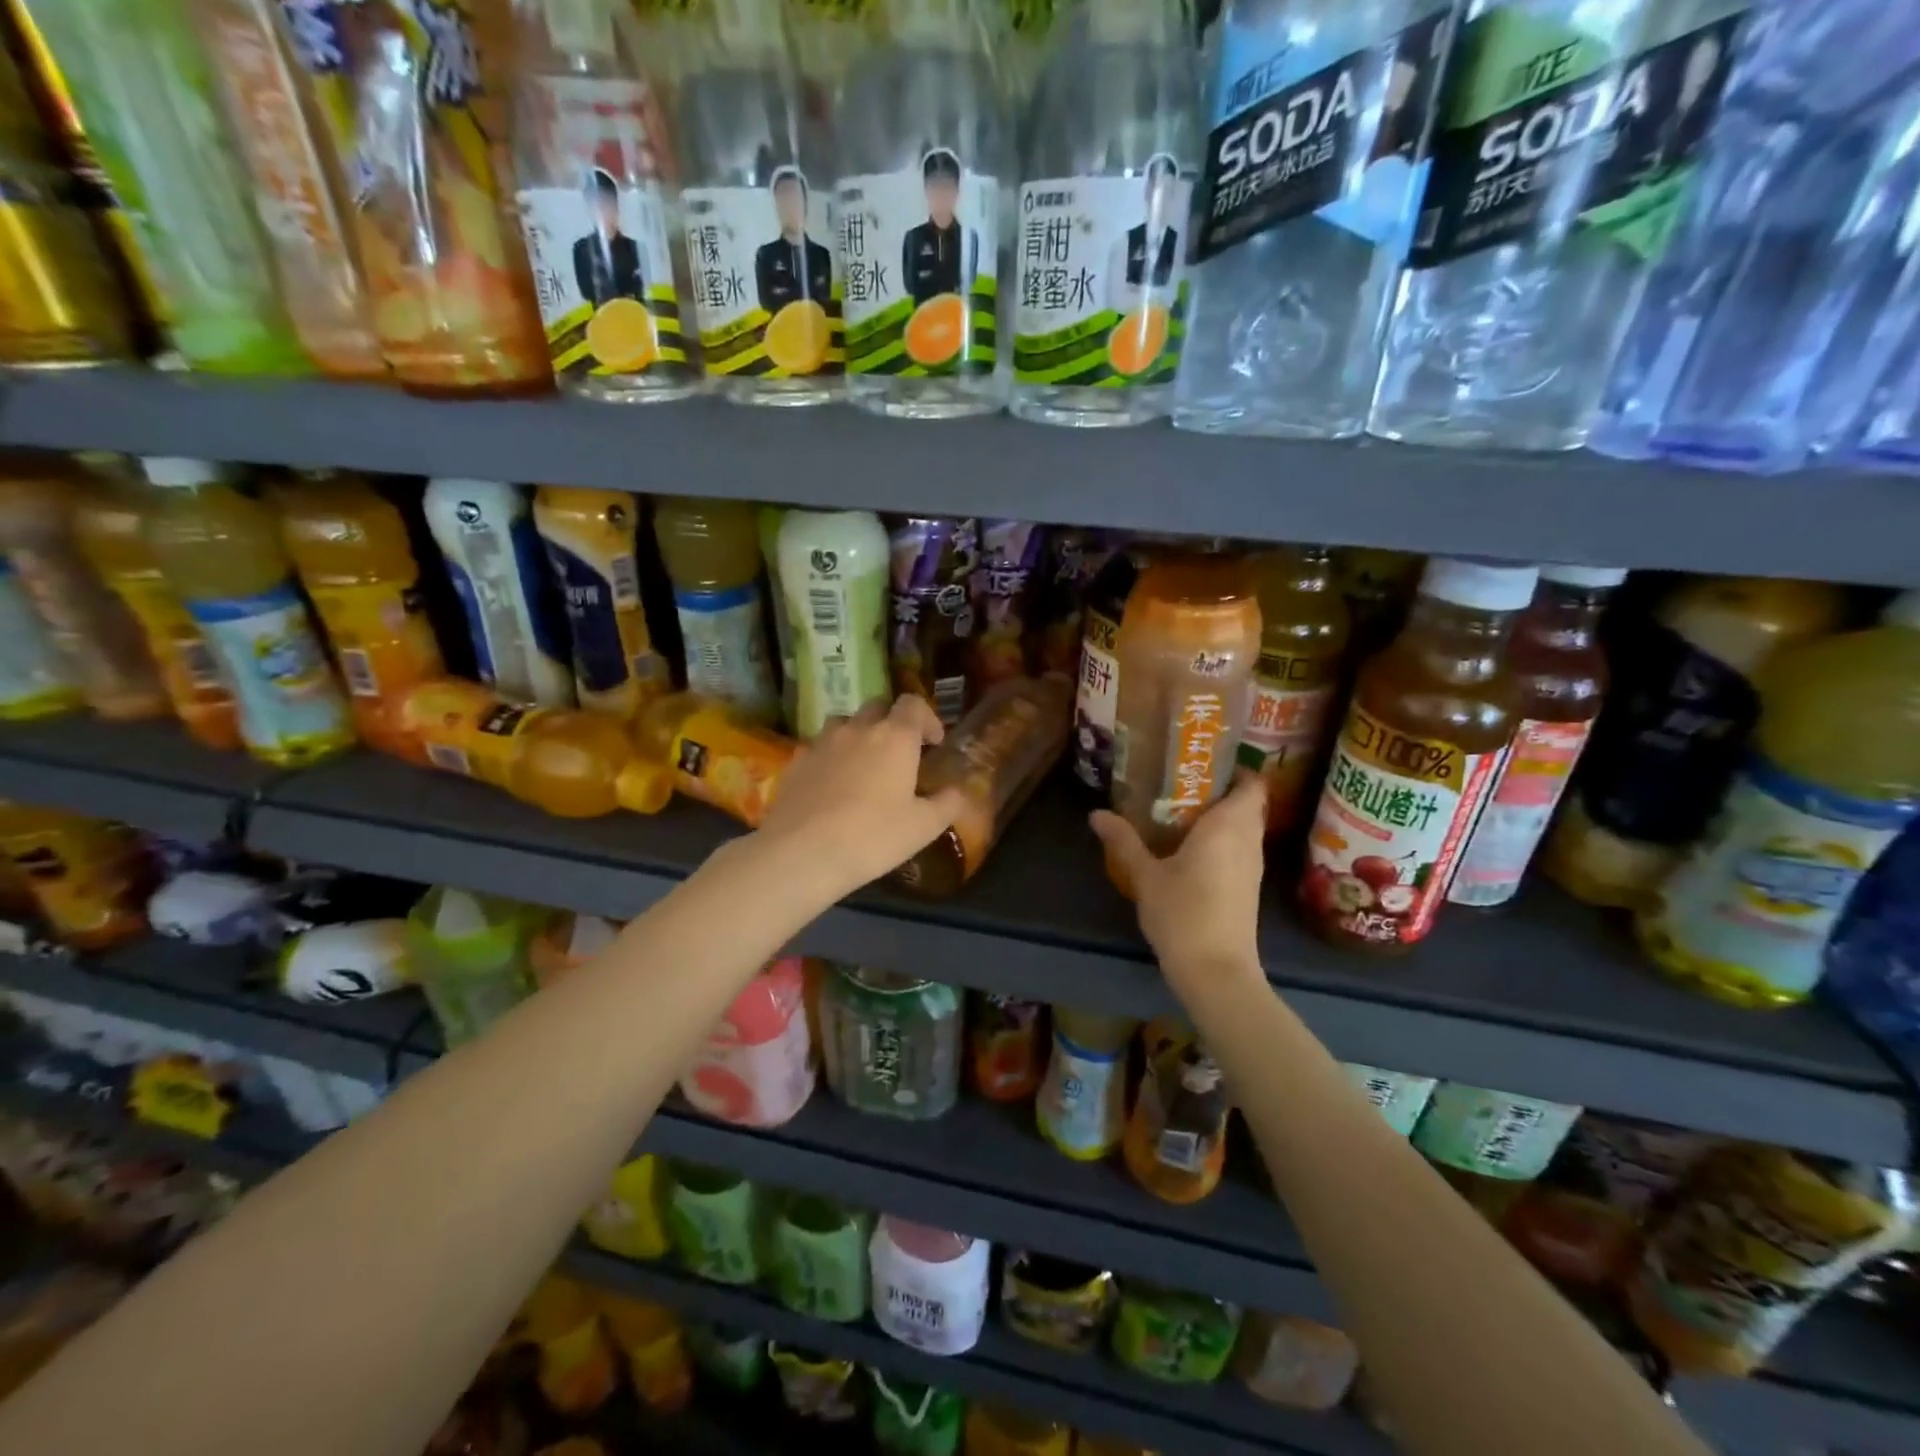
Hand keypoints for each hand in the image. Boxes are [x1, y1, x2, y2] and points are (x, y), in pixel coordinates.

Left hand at [755, 694, 966, 896]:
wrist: (801, 853)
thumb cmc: (873, 837)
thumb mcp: (923, 828)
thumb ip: (947, 804)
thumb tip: (959, 792)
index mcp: (895, 738)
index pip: (913, 704)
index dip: (927, 717)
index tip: (933, 743)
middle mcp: (858, 729)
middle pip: (878, 706)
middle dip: (892, 721)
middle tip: (900, 753)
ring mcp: (822, 742)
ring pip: (844, 722)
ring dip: (859, 734)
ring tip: (863, 764)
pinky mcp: (796, 761)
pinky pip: (818, 746)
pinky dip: (831, 756)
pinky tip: (831, 784)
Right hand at [1090, 772, 1266, 1003]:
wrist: (1216, 972)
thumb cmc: (1183, 914)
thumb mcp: (1145, 875)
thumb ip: (1123, 841)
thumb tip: (1096, 814)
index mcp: (1229, 826)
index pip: (1252, 784)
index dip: (1235, 770)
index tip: (1204, 763)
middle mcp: (1248, 841)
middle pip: (1247, 804)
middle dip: (1220, 791)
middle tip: (1181, 783)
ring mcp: (1252, 867)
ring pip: (1244, 828)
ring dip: (1220, 817)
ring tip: (1180, 811)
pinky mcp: (1248, 888)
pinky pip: (1240, 849)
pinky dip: (1221, 840)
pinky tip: (1189, 848)